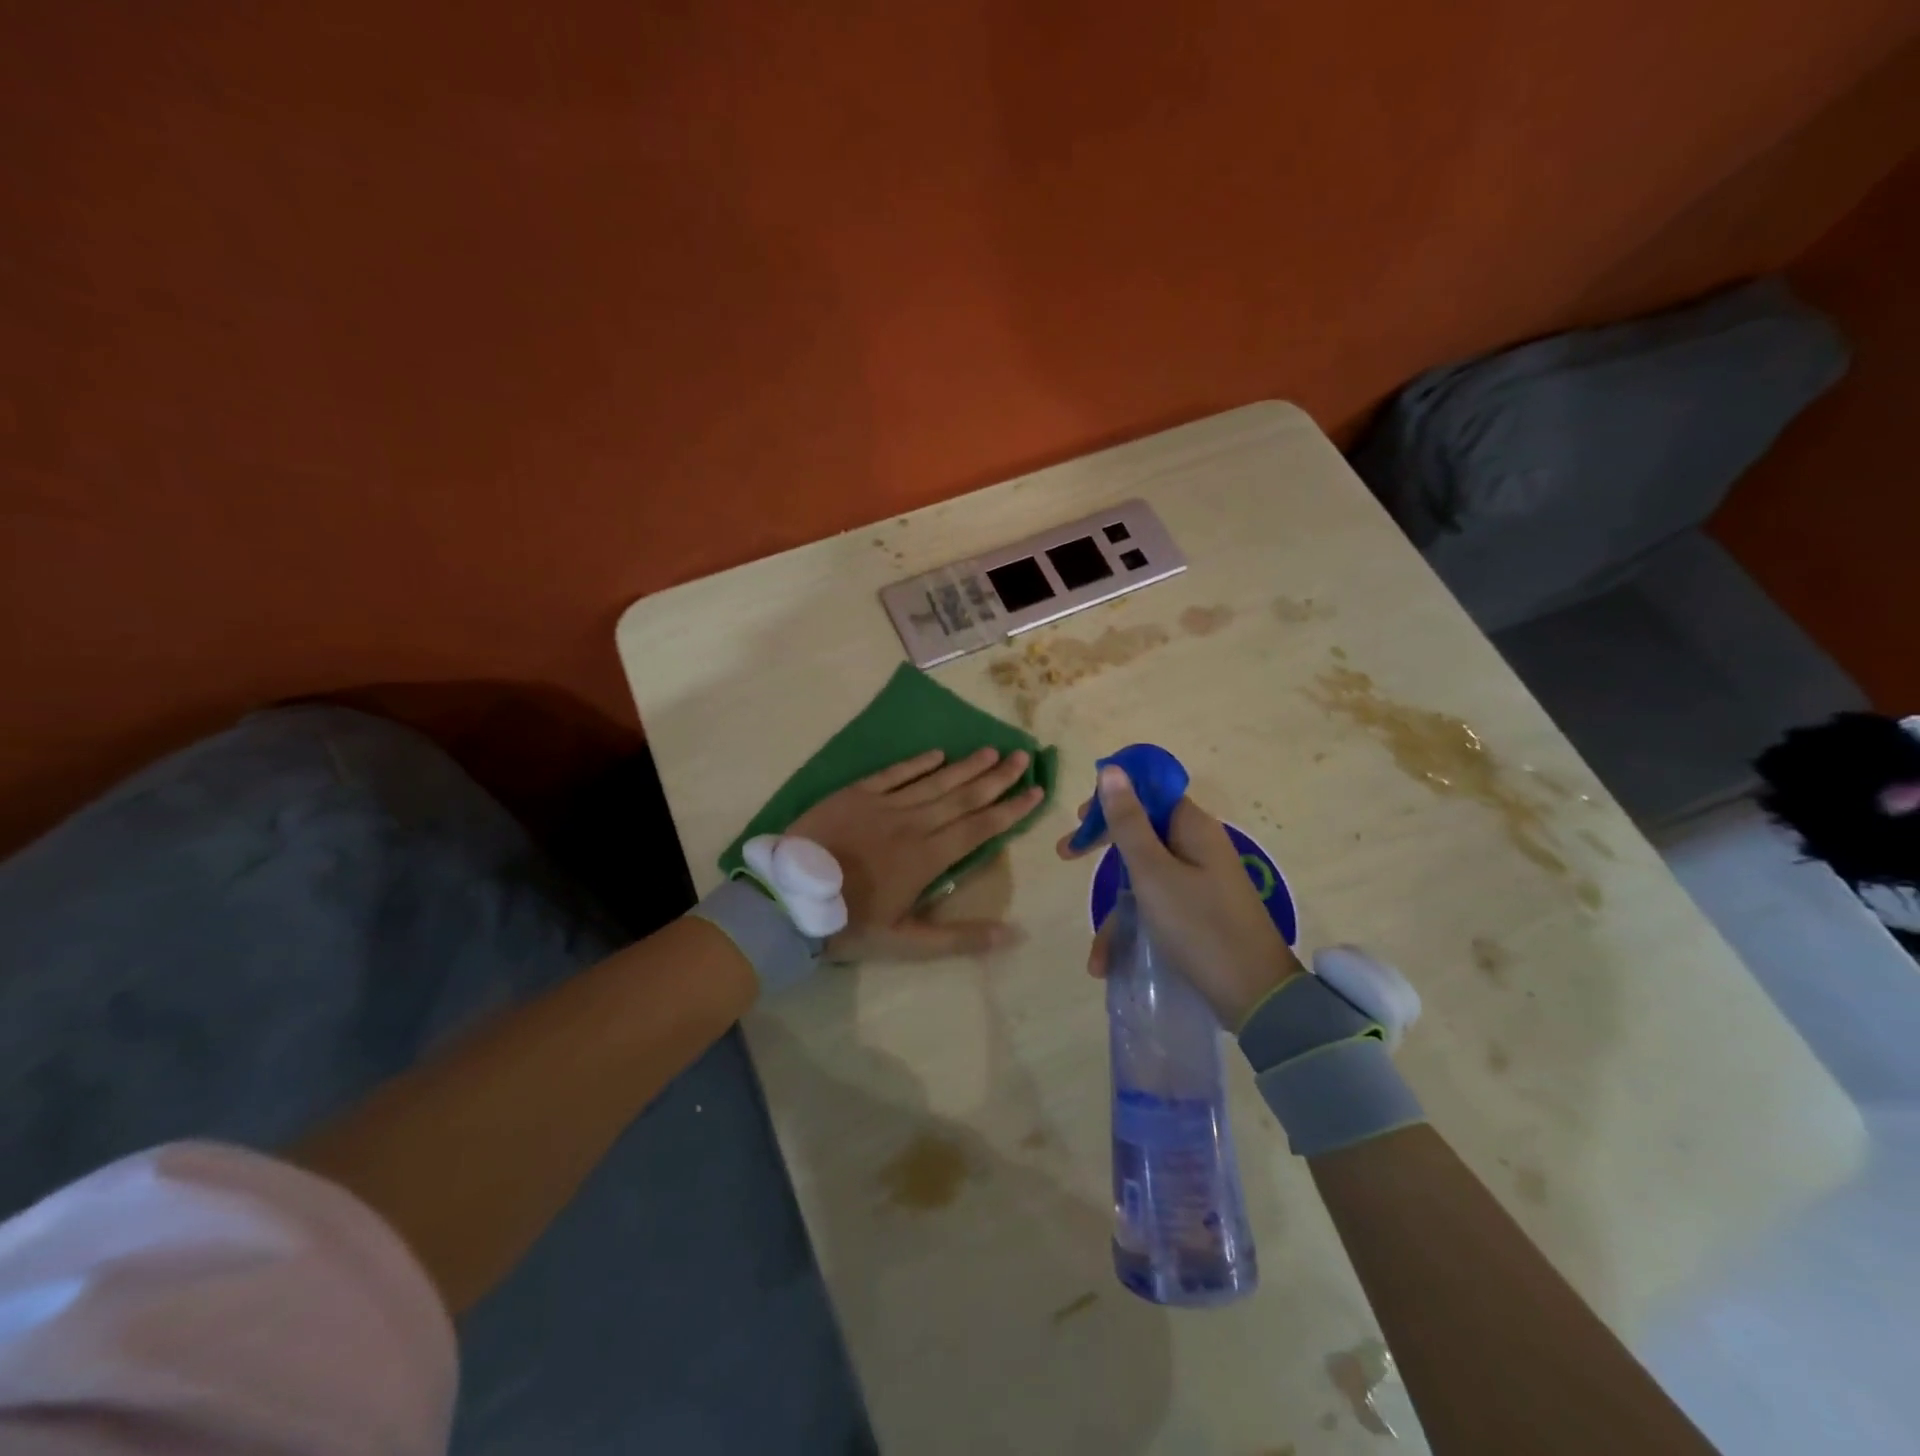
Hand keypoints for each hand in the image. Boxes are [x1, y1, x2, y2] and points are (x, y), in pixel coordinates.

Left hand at [788, 747, 1044, 960]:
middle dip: (996, 777)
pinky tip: (938, 753)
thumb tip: (1013, 935)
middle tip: (1022, 756)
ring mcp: (884, 805)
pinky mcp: (856, 794)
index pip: (980, 827)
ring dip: (965, 766)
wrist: (789, 898)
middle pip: (963, 796)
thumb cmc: (849, 922)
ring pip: (934, 781)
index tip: (1036, 790)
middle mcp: (914, 824)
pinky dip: (917, 763)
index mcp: (928, 857)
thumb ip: (960, 938)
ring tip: (991, 750)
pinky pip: (894, 773)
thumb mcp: (906, 942)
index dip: (1010, 809)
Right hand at [1057, 765, 1301, 1025]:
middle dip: (1103, 848)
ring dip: (1117, 912)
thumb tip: (1111, 769)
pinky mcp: (1199, 912)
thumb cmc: (1199, 925)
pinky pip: (1157, 907)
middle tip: (1066, 854)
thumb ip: (1128, 822)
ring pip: (1144, 877)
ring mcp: (1200, 882)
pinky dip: (1135, 929)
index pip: (1148, 793)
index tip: (1079, 819)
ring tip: (1097, 955)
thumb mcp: (1153, 872)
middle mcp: (1198, 847)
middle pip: (1142, 832)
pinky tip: (1111, 965)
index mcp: (1193, 828)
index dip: (1112, 800)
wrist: (1256, 996)